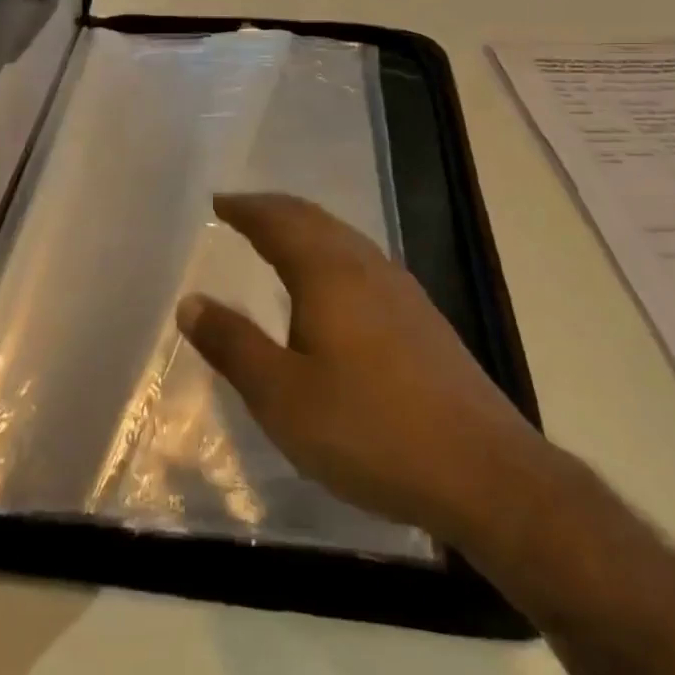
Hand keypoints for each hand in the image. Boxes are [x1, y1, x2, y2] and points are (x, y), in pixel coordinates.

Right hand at [177, 192, 550, 548]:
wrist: (483, 472)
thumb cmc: (369, 430)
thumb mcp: (282, 397)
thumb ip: (233, 345)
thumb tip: (191, 302)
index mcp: (328, 274)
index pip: (279, 222)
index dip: (246, 209)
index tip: (219, 202)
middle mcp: (367, 268)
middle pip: (315, 220)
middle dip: (275, 210)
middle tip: (243, 211)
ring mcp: (402, 291)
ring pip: (344, 239)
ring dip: (306, 229)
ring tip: (280, 239)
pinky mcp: (423, 319)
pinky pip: (363, 263)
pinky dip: (332, 254)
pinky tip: (334, 287)